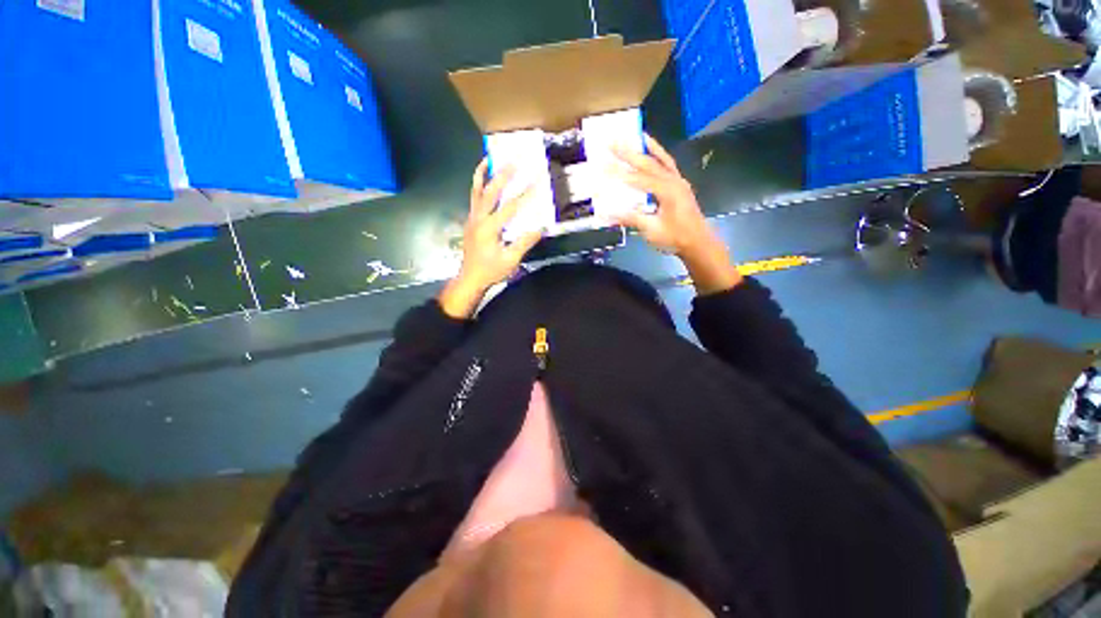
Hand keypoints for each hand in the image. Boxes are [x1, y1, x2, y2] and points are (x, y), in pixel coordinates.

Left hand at [438, 160, 543, 317]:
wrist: (469, 278)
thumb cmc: (491, 270)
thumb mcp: (511, 260)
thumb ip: (524, 242)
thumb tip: (541, 227)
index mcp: (489, 228)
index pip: (510, 207)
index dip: (525, 194)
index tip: (537, 181)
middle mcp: (479, 218)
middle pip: (491, 192)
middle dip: (503, 175)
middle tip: (514, 161)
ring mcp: (472, 216)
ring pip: (476, 190)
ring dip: (482, 173)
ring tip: (488, 157)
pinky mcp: (471, 218)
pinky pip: (474, 196)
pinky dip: (478, 183)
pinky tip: (483, 173)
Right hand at [610, 135, 711, 255]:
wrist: (699, 244)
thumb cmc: (676, 238)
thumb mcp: (652, 230)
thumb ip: (631, 218)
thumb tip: (607, 214)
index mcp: (667, 192)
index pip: (638, 179)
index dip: (618, 172)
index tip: (601, 165)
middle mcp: (673, 181)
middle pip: (647, 163)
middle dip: (628, 152)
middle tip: (610, 141)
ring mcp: (678, 180)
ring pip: (659, 158)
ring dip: (645, 146)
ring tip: (633, 134)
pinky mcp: (679, 182)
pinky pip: (668, 162)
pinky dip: (658, 151)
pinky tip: (649, 144)